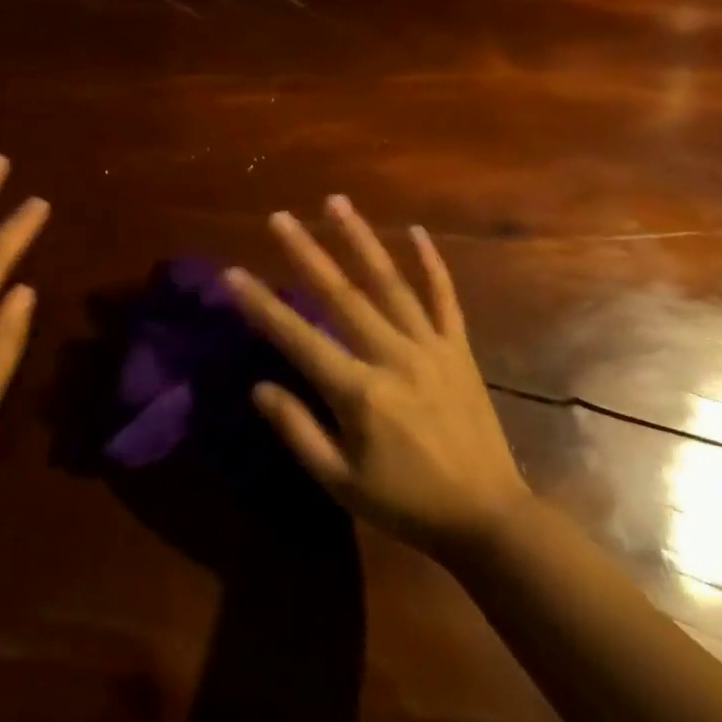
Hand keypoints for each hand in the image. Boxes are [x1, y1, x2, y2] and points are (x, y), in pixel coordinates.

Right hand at [223, 196, 527, 554]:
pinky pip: (445, 299)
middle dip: (305, 252)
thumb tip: (259, 387)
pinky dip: (431, 264)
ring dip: (360, 240)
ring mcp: (430, 347)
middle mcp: (392, 356)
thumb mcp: (340, 482)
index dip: (260, 305)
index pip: (297, 337)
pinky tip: (416, 232)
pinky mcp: (458, 350)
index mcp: (359, 391)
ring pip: (390, 283)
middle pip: (340, 294)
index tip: (232, 274)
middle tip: (279, 217)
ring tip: (336, 202)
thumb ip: (298, 430)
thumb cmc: (407, 503)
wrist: (489, 519)